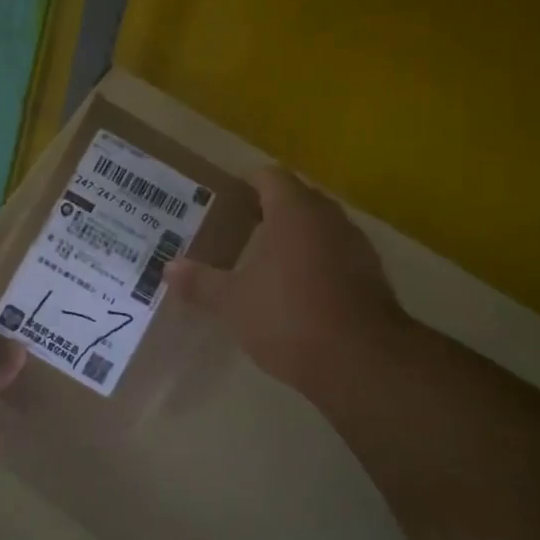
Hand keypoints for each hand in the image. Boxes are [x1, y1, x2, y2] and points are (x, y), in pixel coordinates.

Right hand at [166, 167, 413, 397]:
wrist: (362, 363)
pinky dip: (314, 263)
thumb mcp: (231, 302)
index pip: (270, 177)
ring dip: (294, 237)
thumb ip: (200, 282)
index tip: (224, 199)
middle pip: (298, 199)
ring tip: (262, 258)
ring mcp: (356, 248)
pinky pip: (335, 256)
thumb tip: (169, 268)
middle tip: (237, 227)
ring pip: (319, 229)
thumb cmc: (288, 316)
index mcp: (294, 212)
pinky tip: (293, 290)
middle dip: (269, 209)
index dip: (246, 183)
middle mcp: (329, 220)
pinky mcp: (371, 279)